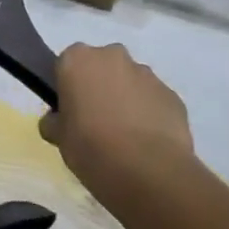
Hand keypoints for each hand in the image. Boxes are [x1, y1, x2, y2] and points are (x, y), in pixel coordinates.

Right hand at [44, 42, 193, 190]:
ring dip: (126, 99)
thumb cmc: (90, 146)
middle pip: (101, 66)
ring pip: (130, 82)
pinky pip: (154, 101)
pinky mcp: (173, 96)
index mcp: (77, 59)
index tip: (70, 109)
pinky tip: (146, 143)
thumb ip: (55, 121)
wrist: (148, 171)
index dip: (67, 86)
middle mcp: (112, 57)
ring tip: (125, 137)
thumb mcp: (58, 136)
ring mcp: (147, 75)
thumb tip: (58, 120)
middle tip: (95, 121)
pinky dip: (149, 115)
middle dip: (99, 86)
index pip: (66, 64)